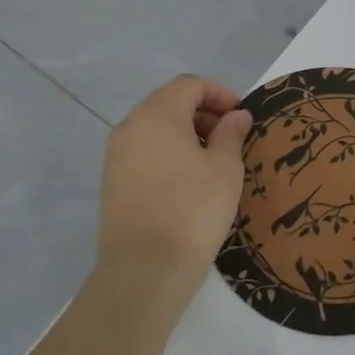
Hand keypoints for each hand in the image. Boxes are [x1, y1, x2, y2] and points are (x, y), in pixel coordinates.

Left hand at [93, 75, 253, 324]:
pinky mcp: (112, 181)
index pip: (190, 85)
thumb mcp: (225, 168)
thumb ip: (231, 134)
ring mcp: (116, 155)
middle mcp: (130, 126)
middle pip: (169, 102)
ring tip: (213, 161)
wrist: (145, 270)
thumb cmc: (193, 210)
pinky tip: (188, 182)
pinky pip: (144, 152)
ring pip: (155, 128)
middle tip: (231, 138)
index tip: (242, 117)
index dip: (220, 93)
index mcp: (158, 114)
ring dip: (185, 133)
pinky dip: (168, 153)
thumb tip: (235, 116)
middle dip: (203, 113)